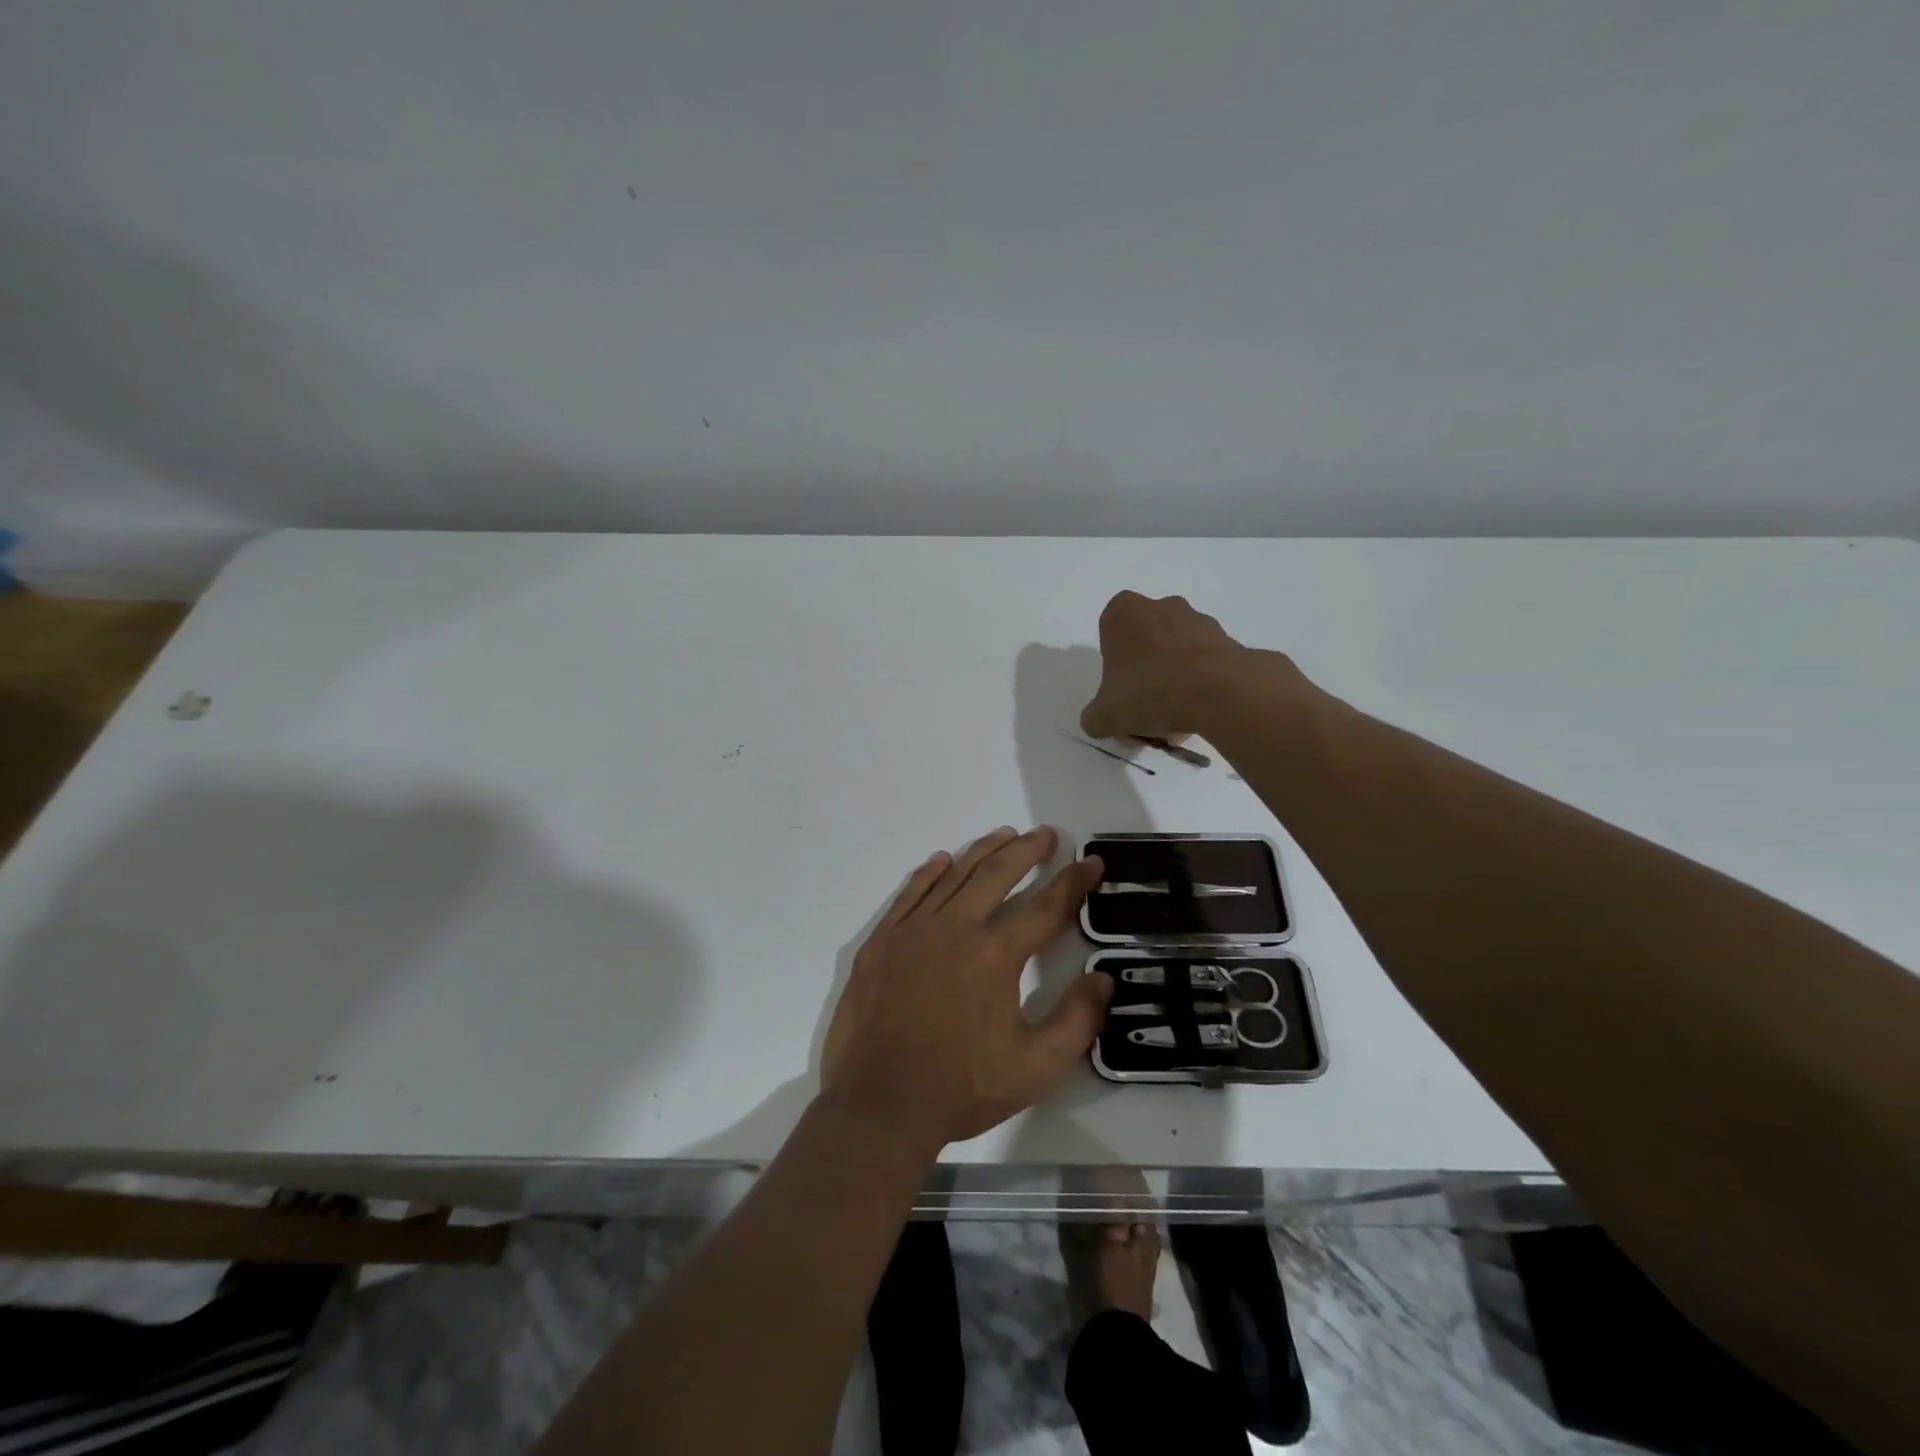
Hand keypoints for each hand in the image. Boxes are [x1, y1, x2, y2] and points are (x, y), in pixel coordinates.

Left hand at [821, 828, 1110, 1146]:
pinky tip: (941, 860)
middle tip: (1046, 834)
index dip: (1073, 881)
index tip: (1090, 862)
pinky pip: (910, 893)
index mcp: (996, 954)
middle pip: (997, 874)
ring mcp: (914, 930)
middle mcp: (956, 927)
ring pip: (954, 875)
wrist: (878, 1103)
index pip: (1046, 906)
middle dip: (1027, 850)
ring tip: (1005, 835)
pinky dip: (929, 872)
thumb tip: (1103, 978)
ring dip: (983, 851)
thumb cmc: (961, 1088)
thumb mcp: (1035, 1068)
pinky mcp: (882, 940)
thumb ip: (1077, 1021)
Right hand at [1081, 591, 1269, 740]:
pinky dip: (1200, 686)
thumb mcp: (1104, 716)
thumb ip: (1094, 717)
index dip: (1113, 670)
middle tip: (1146, 711)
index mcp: (1123, 613)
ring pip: (1176, 655)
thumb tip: (1099, 720)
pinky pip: (1205, 664)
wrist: (1219, 693)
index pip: (1109, 637)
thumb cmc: (1149, 692)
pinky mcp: (1228, 639)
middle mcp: (1161, 606)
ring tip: (1176, 721)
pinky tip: (1199, 715)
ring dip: (1173, 682)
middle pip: (1145, 645)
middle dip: (1145, 675)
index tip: (1120, 695)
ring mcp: (1198, 620)